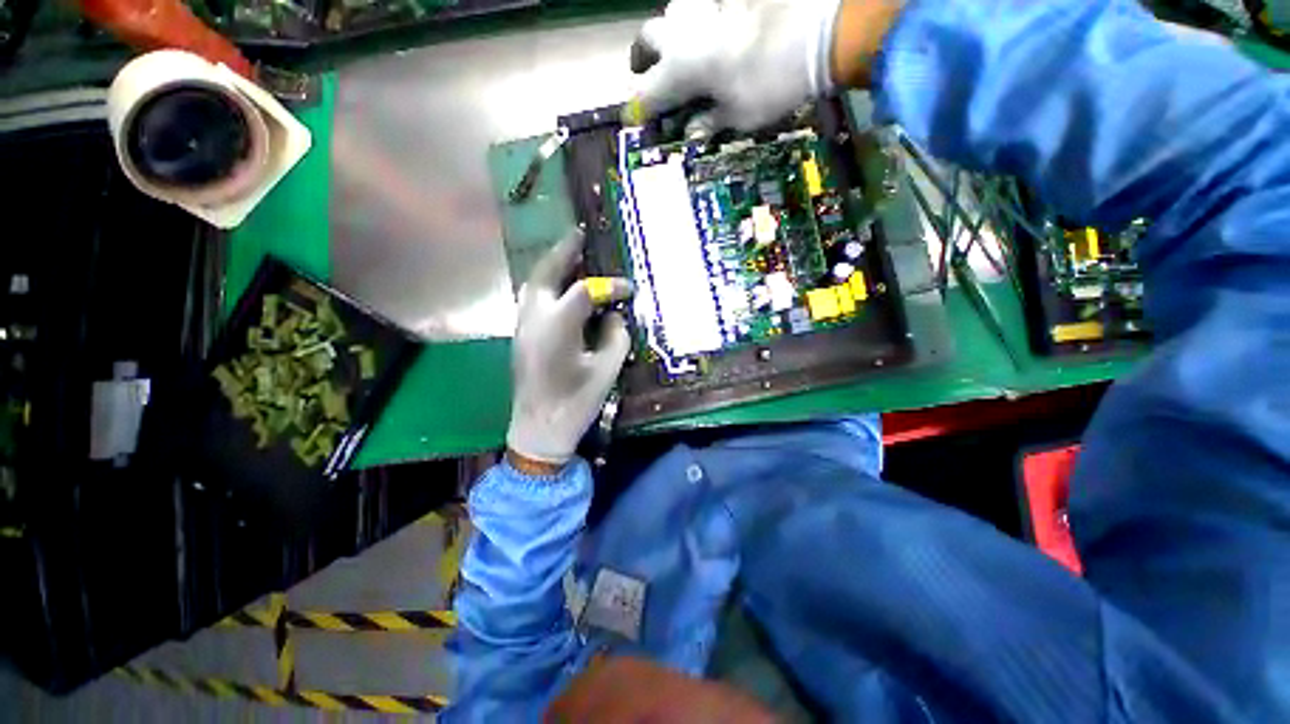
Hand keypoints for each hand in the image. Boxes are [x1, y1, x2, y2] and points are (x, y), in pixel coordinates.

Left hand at [506, 230, 633, 467]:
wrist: (538, 430)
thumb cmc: (576, 403)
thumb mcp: (607, 370)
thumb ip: (615, 337)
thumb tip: (614, 316)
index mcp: (558, 328)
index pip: (585, 291)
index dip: (609, 286)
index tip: (628, 288)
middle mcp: (534, 320)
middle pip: (545, 275)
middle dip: (562, 252)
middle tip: (578, 236)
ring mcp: (522, 328)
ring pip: (533, 285)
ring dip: (550, 267)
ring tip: (568, 255)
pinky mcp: (520, 337)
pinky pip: (531, 300)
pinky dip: (545, 286)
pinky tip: (559, 288)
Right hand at [624, 0, 902, 131]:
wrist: (818, 31)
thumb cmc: (771, 84)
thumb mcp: (739, 116)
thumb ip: (711, 121)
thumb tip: (694, 130)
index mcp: (679, 70)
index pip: (647, 94)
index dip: (638, 109)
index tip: (632, 119)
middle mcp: (683, 34)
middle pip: (648, 40)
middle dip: (643, 59)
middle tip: (647, 71)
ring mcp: (707, 8)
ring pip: (674, 13)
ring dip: (671, 32)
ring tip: (682, 49)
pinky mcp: (730, 0)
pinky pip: (706, 7)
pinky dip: (704, 21)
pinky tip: (716, 31)